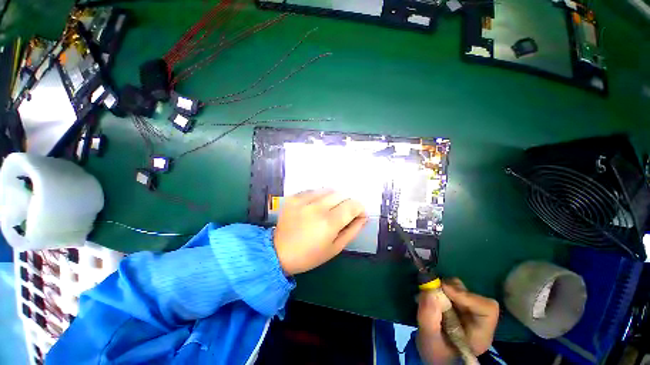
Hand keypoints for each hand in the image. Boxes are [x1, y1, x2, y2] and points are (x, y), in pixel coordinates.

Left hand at [273, 189, 367, 274]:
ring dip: (333, 199)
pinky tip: (314, 208)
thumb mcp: (335, 248)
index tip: (357, 215)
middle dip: (346, 203)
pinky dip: (319, 197)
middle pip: (342, 194)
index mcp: (329, 222)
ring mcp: (303, 199)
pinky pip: (314, 190)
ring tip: (327, 210)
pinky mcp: (294, 197)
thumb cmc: (310, 255)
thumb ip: (352, 230)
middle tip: (341, 214)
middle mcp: (317, 207)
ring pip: (329, 190)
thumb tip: (363, 216)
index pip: (353, 205)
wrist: (278, 252)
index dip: (359, 208)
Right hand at [416, 278, 499, 363]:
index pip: (487, 308)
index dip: (467, 296)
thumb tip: (429, 290)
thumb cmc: (434, 353)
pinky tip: (428, 297)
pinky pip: (450, 289)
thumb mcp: (429, 339)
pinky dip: (438, 289)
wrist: (433, 356)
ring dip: (442, 288)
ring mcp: (468, 312)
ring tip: (426, 296)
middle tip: (430, 290)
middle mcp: (478, 320)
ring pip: (459, 289)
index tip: (444, 289)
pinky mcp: (457, 306)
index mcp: (480, 334)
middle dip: (449, 289)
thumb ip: (428, 317)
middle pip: (471, 294)